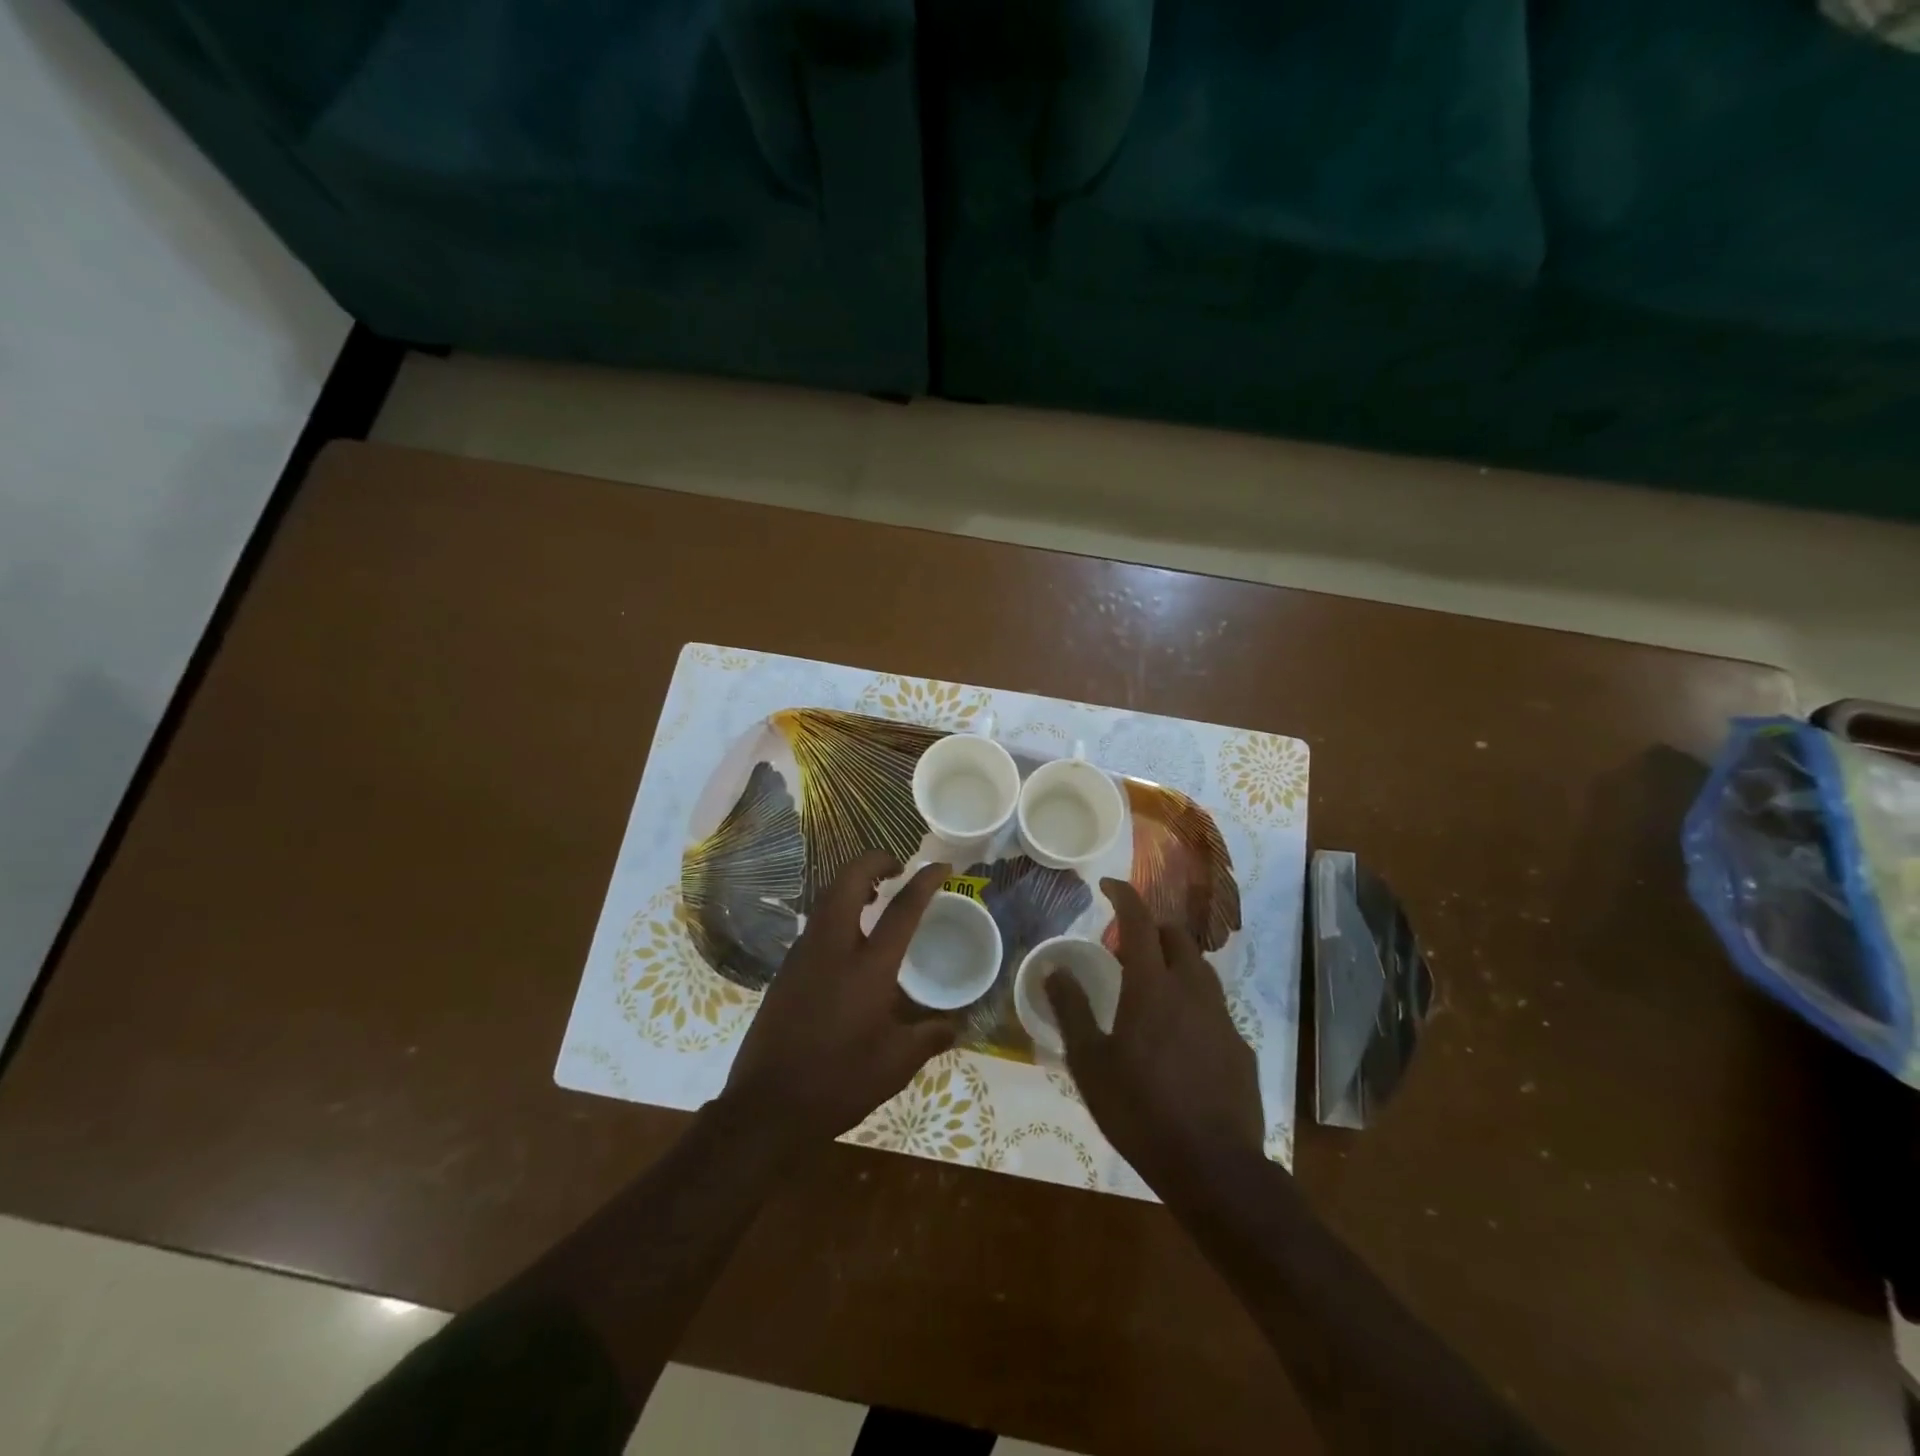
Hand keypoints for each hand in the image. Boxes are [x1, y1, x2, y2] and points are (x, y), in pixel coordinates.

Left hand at [721, 853, 955, 1144]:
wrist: (766, 1108)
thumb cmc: (839, 1083)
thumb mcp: (895, 1065)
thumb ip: (928, 1038)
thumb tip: (954, 1027)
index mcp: (868, 968)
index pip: (903, 909)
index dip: (925, 881)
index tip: (941, 866)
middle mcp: (833, 949)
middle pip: (849, 881)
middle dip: (874, 861)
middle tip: (897, 868)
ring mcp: (802, 956)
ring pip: (826, 898)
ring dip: (852, 884)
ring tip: (875, 895)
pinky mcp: (785, 971)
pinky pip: (815, 924)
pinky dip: (836, 911)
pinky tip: (849, 938)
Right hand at [1046, 879, 1263, 1197]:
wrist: (1214, 1167)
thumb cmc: (1140, 1110)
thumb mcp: (1090, 1062)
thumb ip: (1071, 1010)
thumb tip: (1053, 969)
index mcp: (1152, 987)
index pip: (1140, 922)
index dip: (1125, 896)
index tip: (1108, 885)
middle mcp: (1192, 991)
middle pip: (1177, 938)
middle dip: (1152, 929)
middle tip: (1125, 946)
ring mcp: (1222, 1018)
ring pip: (1200, 970)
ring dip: (1175, 961)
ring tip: (1152, 984)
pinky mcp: (1240, 1047)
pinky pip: (1214, 1007)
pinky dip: (1192, 1001)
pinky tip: (1179, 1034)